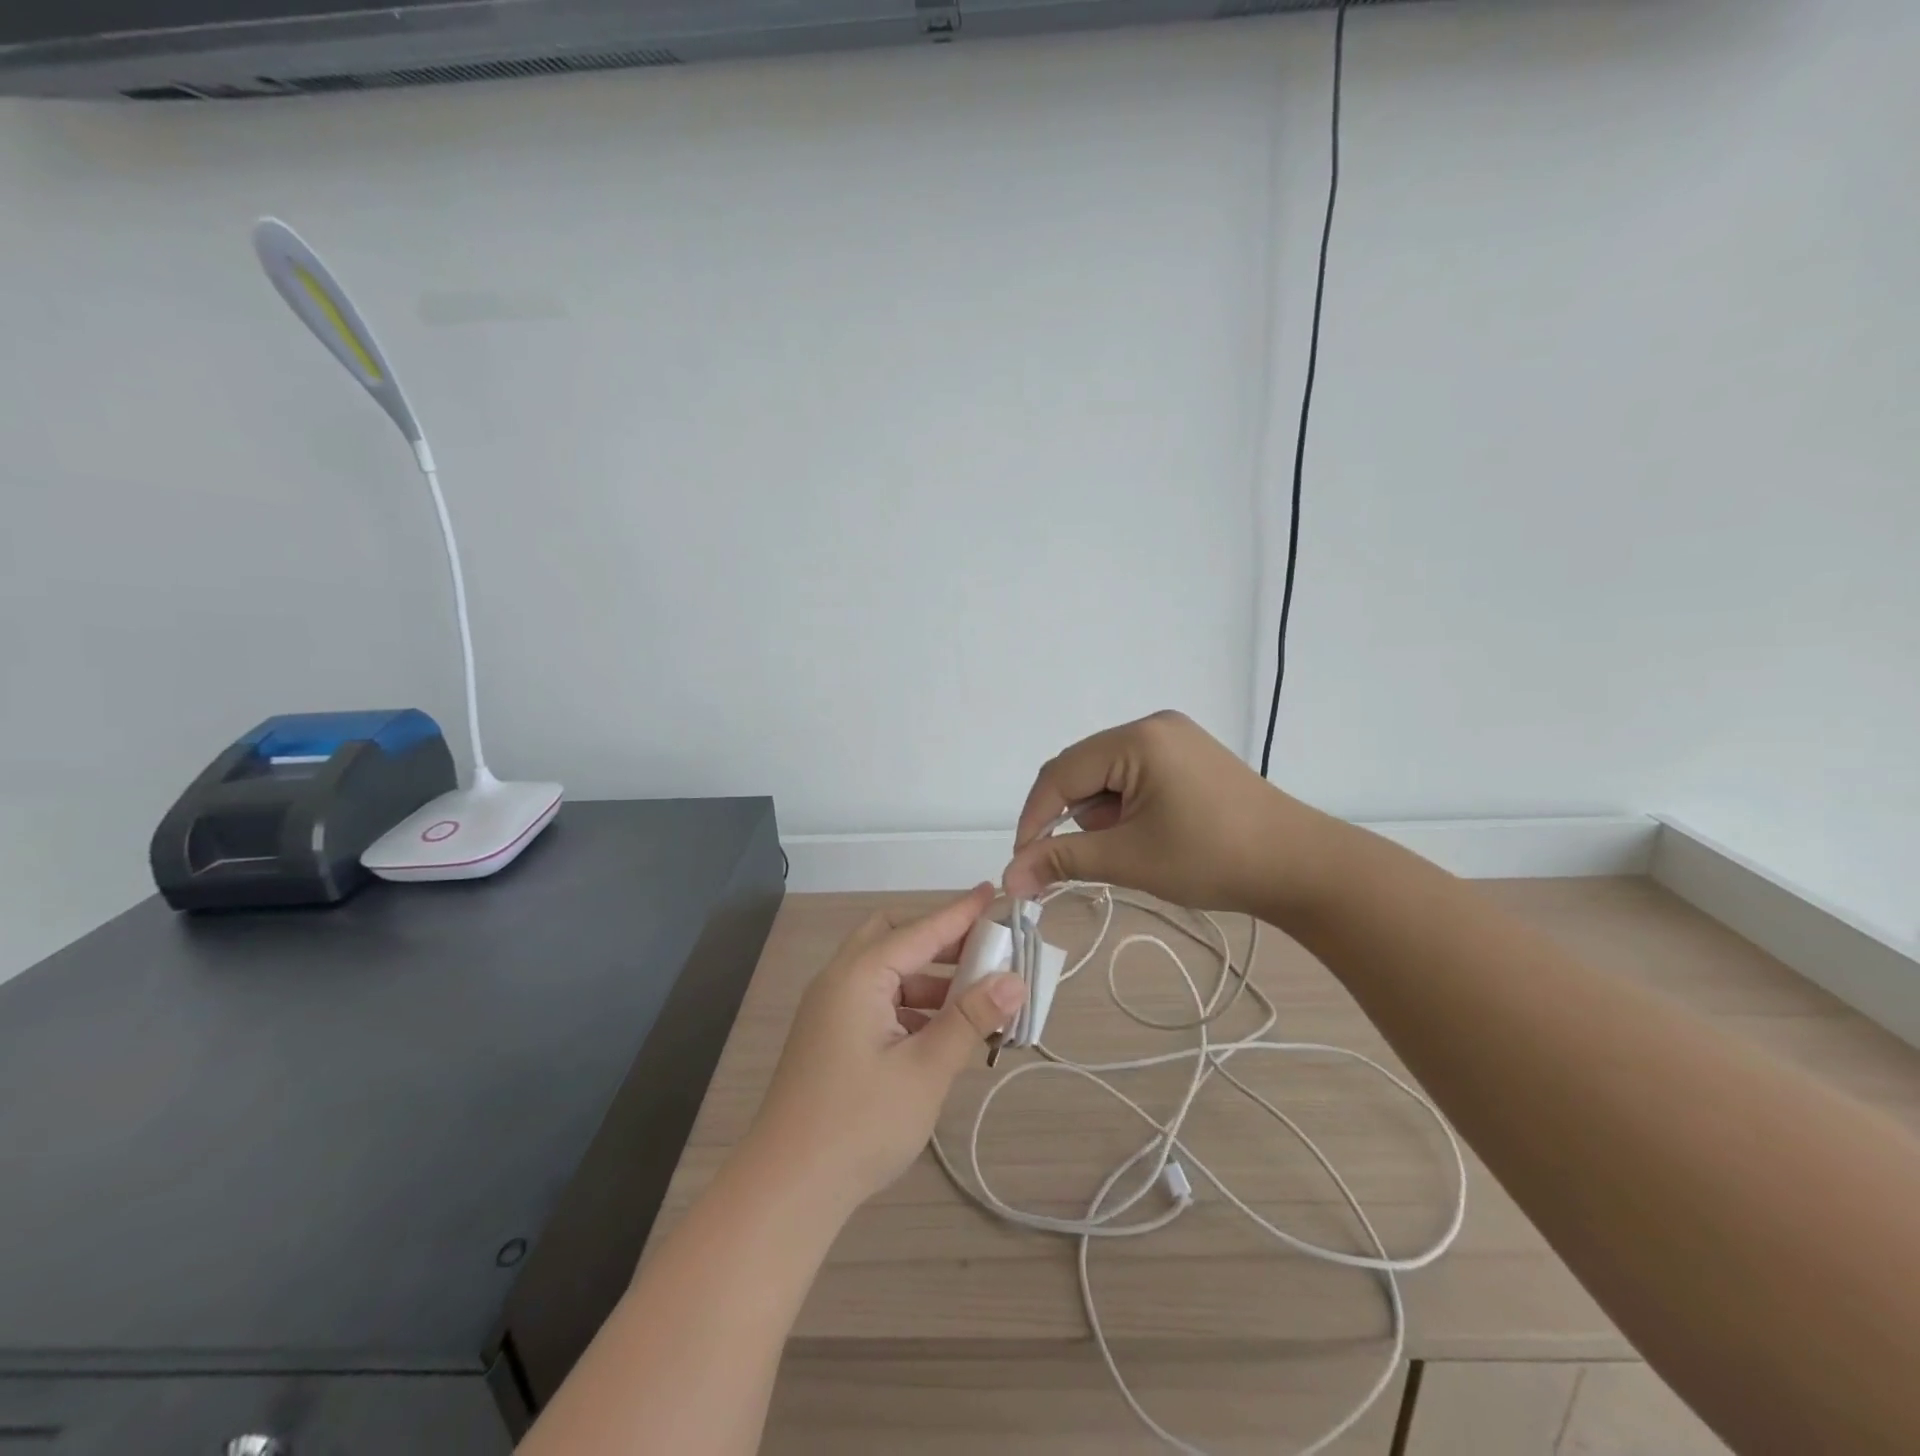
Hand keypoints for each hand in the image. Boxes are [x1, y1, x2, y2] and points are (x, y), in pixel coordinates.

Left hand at [743, 884, 1026, 1212]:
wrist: (787, 1190)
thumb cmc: (859, 1124)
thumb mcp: (925, 1070)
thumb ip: (969, 1019)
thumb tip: (1014, 980)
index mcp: (859, 976)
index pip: (920, 930)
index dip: (961, 913)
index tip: (995, 893)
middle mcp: (840, 980)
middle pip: (894, 937)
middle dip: (941, 940)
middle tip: (985, 953)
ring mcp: (832, 1009)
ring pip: (887, 972)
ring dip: (930, 977)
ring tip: (978, 1000)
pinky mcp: (832, 1036)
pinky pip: (878, 1000)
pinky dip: (912, 1004)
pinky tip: (944, 1031)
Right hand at [1002, 710, 1335, 917]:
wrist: (1300, 866)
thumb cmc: (1212, 859)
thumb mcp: (1129, 859)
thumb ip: (1062, 860)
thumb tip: (1008, 877)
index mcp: (1136, 739)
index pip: (1060, 774)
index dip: (1035, 818)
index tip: (1024, 863)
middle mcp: (1153, 726)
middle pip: (1082, 770)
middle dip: (1073, 817)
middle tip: (1081, 861)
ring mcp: (1175, 738)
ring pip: (1107, 775)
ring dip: (1102, 814)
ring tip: (1133, 850)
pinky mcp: (1189, 755)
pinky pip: (1135, 775)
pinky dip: (1126, 807)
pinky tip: (1149, 834)